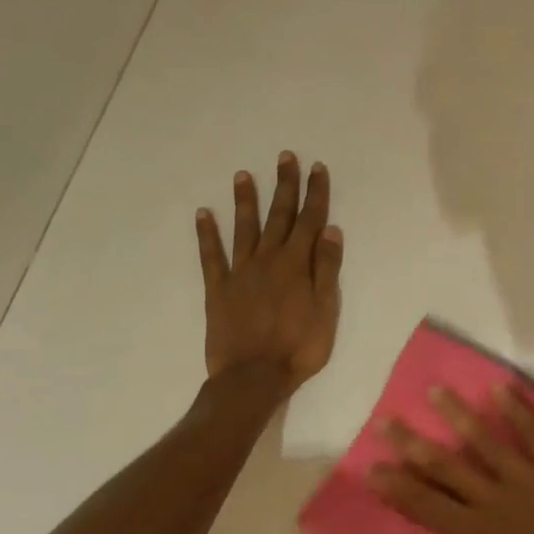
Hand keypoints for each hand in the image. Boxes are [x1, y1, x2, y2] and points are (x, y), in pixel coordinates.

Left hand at [195, 151, 342, 392]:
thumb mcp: (326, 310)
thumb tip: (330, 230)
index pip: (310, 221)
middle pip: (279, 217)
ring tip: (243, 175)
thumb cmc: (299, 347)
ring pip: (244, 229)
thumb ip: (326, 269)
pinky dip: (207, 234)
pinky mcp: (218, 289)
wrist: (253, 376)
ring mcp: (240, 272)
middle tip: (284, 157)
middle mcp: (268, 260)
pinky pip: (211, 256)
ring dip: (245, 201)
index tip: (317, 168)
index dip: (315, 194)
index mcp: (296, 265)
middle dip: (284, 186)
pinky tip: (204, 214)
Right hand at [369, 384, 533, 533]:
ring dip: (459, 415)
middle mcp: (496, 499)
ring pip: (486, 441)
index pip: (424, 504)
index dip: (395, 486)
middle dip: (413, 444)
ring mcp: (530, 479)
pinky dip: (519, 410)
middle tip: (387, 420)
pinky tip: (501, 388)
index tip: (371, 466)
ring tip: (437, 391)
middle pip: (447, 466)